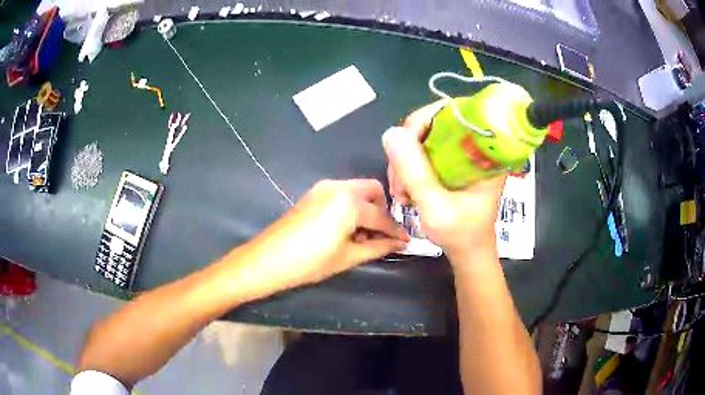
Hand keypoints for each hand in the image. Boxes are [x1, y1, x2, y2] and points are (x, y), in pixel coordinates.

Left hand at [231, 179, 408, 297]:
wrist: (268, 260)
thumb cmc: (310, 262)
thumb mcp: (348, 257)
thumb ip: (377, 247)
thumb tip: (399, 243)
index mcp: (350, 202)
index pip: (382, 217)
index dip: (395, 231)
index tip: (405, 241)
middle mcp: (339, 187)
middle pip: (373, 190)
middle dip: (382, 211)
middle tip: (381, 234)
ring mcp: (324, 187)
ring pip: (357, 190)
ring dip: (366, 208)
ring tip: (361, 235)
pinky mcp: (313, 193)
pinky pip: (341, 193)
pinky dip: (350, 206)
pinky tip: (345, 228)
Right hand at [383, 101, 505, 261]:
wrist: (469, 252)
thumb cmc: (461, 235)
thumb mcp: (437, 208)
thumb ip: (415, 173)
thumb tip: (391, 134)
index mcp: (486, 151)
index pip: (454, 112)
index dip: (424, 121)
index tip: (404, 150)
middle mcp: (475, 146)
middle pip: (434, 122)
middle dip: (409, 147)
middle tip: (398, 180)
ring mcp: (462, 153)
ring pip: (425, 137)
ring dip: (405, 160)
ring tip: (401, 191)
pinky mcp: (452, 161)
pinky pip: (424, 150)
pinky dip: (409, 166)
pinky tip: (405, 188)